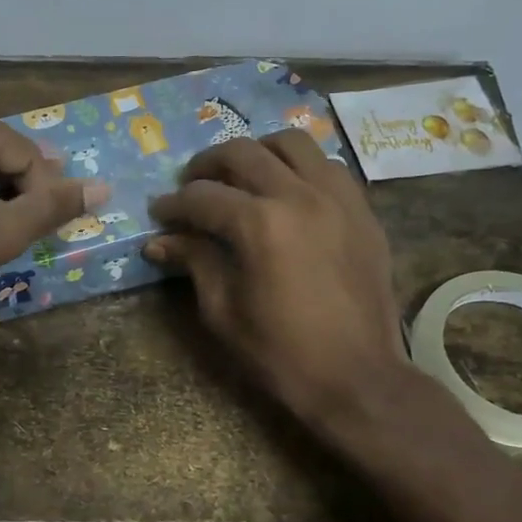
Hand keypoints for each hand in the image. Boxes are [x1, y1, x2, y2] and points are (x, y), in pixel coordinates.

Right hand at [145, 131, 415, 435]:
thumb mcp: (223, 312)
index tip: (158, 213)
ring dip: (257, 152)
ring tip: (240, 176)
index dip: (173, 204)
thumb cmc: (280, 353)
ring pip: (292, 144)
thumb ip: (195, 263)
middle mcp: (300, 195)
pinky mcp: (362, 210)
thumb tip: (159, 242)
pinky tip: (286, 191)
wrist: (356, 377)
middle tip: (190, 186)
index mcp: (260, 224)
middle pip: (243, 153)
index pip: (203, 197)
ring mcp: (338, 197)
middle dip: (206, 165)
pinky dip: (299, 168)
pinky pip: (328, 166)